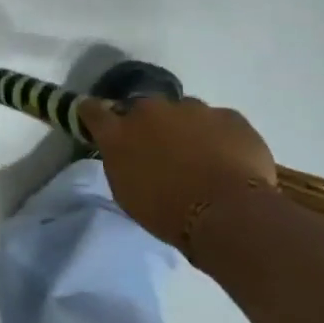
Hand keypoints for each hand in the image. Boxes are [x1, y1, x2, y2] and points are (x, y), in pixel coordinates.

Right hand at [77, 95, 276, 254]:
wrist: (230, 213)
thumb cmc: (170, 213)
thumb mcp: (129, 193)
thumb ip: (123, 163)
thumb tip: (127, 152)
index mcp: (119, 133)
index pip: (92, 110)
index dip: (94, 114)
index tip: (98, 122)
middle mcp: (150, 110)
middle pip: (143, 109)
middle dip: (148, 125)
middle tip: (161, 151)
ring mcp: (192, 108)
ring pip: (183, 113)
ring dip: (185, 129)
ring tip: (201, 159)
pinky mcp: (228, 115)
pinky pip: (218, 122)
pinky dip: (219, 136)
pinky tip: (229, 161)